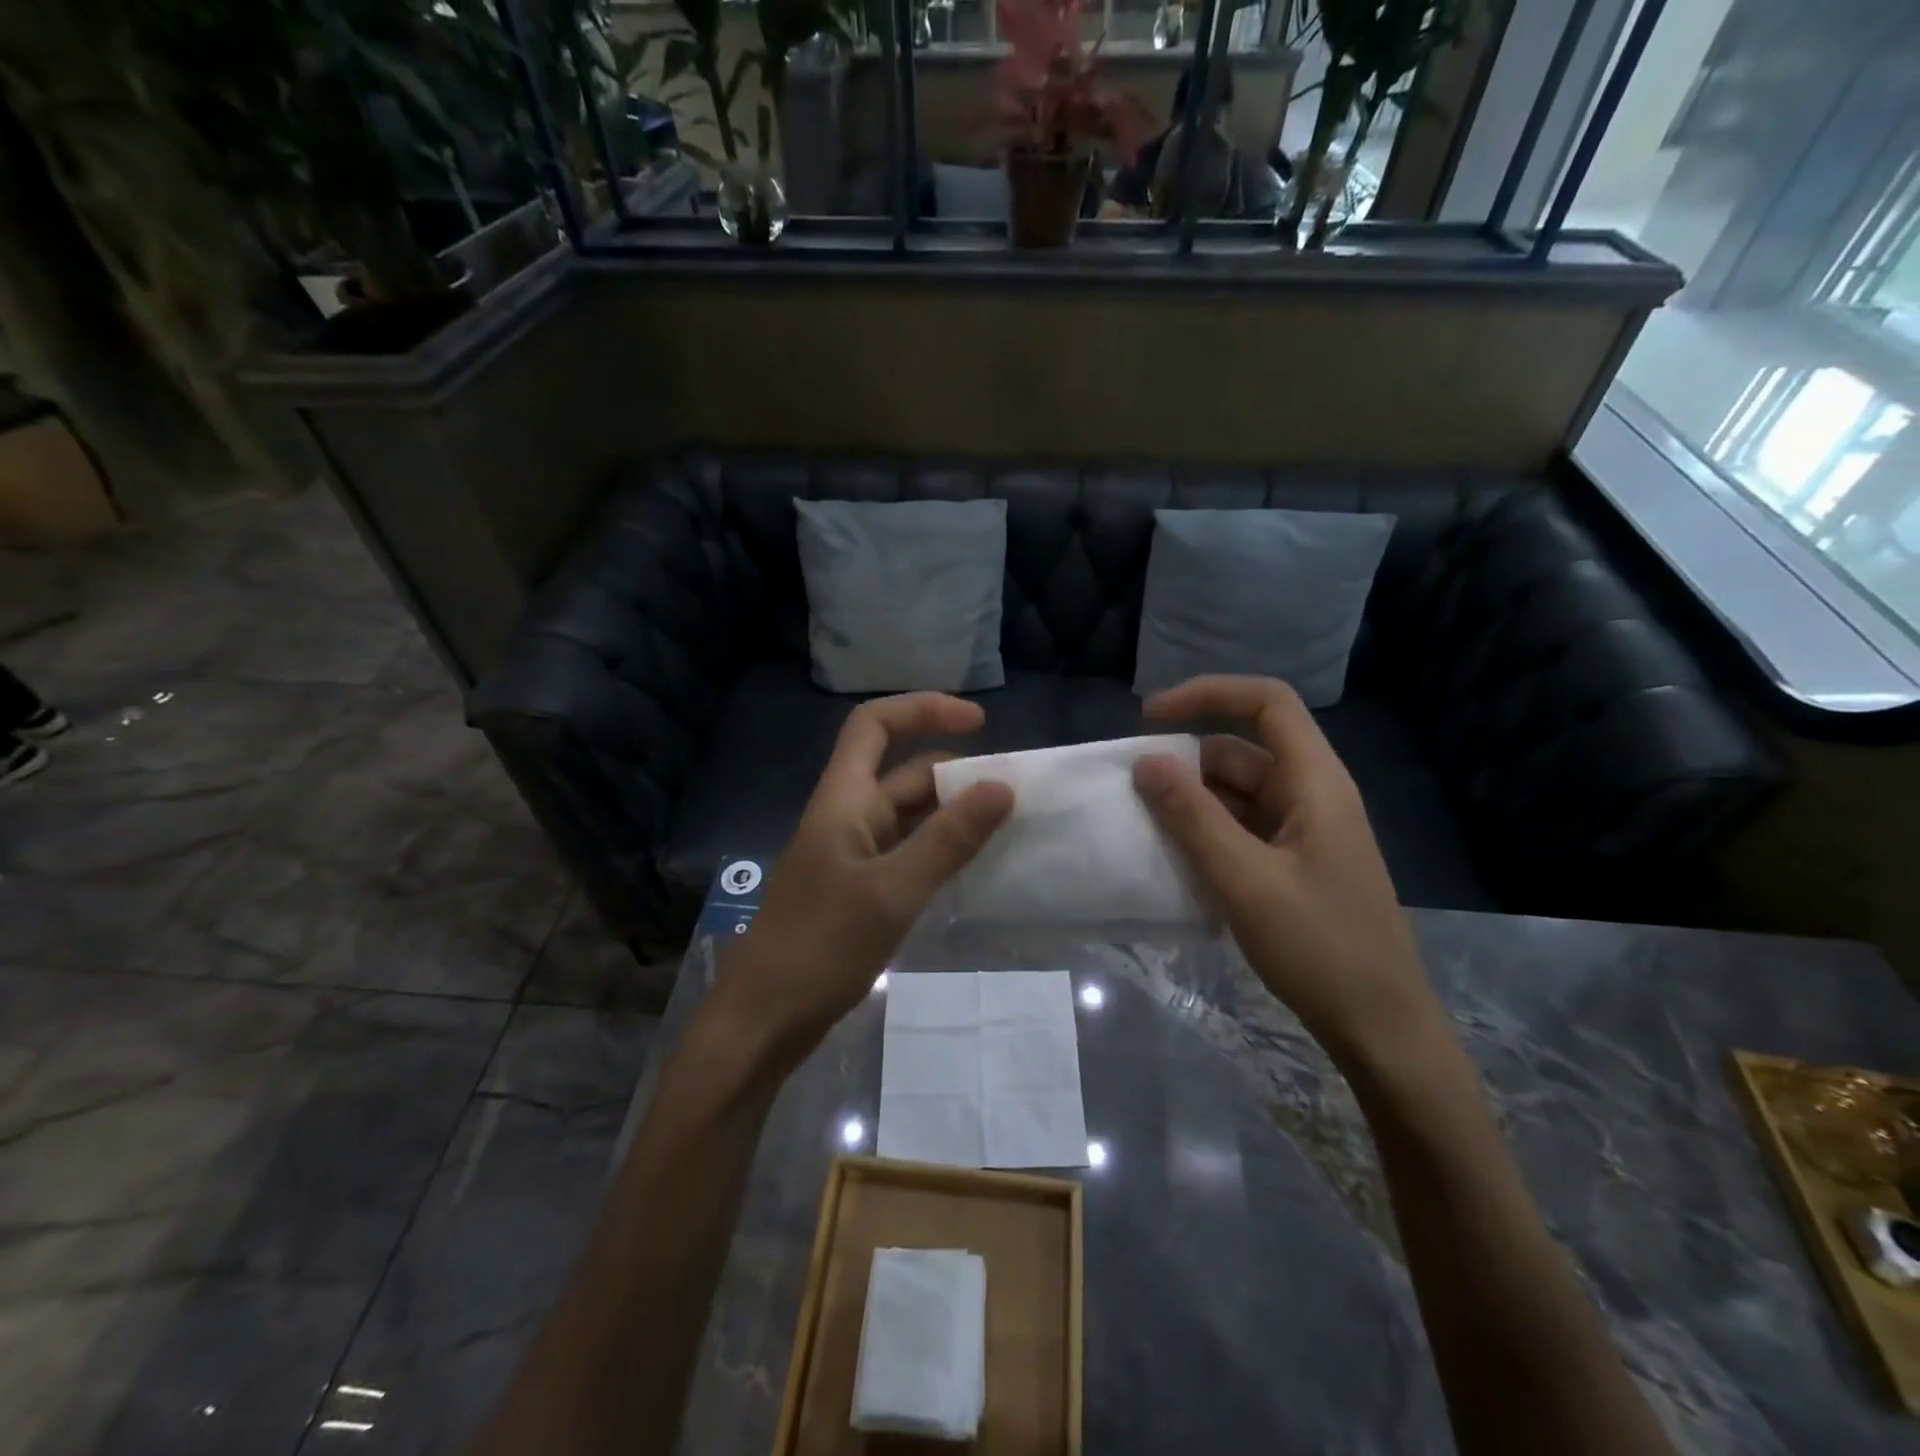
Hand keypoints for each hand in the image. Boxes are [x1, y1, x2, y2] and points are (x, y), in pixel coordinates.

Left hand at [715, 693, 1013, 1068]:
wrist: (764, 1019)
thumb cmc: (820, 947)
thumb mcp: (892, 891)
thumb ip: (948, 839)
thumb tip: (1002, 787)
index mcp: (843, 799)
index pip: (875, 725)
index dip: (923, 710)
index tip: (979, 724)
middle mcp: (847, 816)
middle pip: (902, 772)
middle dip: (956, 772)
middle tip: (1014, 793)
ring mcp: (851, 854)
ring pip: (908, 816)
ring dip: (952, 814)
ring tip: (1007, 827)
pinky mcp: (858, 889)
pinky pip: (906, 852)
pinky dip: (939, 850)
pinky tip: (973, 867)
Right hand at [1132, 675, 1444, 1069]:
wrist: (1380, 1027)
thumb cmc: (1319, 946)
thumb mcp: (1244, 880)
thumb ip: (1192, 817)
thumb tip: (1146, 761)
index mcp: (1315, 782)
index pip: (1266, 703)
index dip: (1208, 694)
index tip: (1150, 717)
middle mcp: (1311, 795)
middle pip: (1242, 751)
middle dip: (1185, 763)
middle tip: (1133, 793)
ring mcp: (1304, 831)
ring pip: (1237, 794)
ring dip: (1191, 804)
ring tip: (1144, 829)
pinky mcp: (1295, 864)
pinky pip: (1242, 829)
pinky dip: (1207, 834)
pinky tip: (1176, 861)